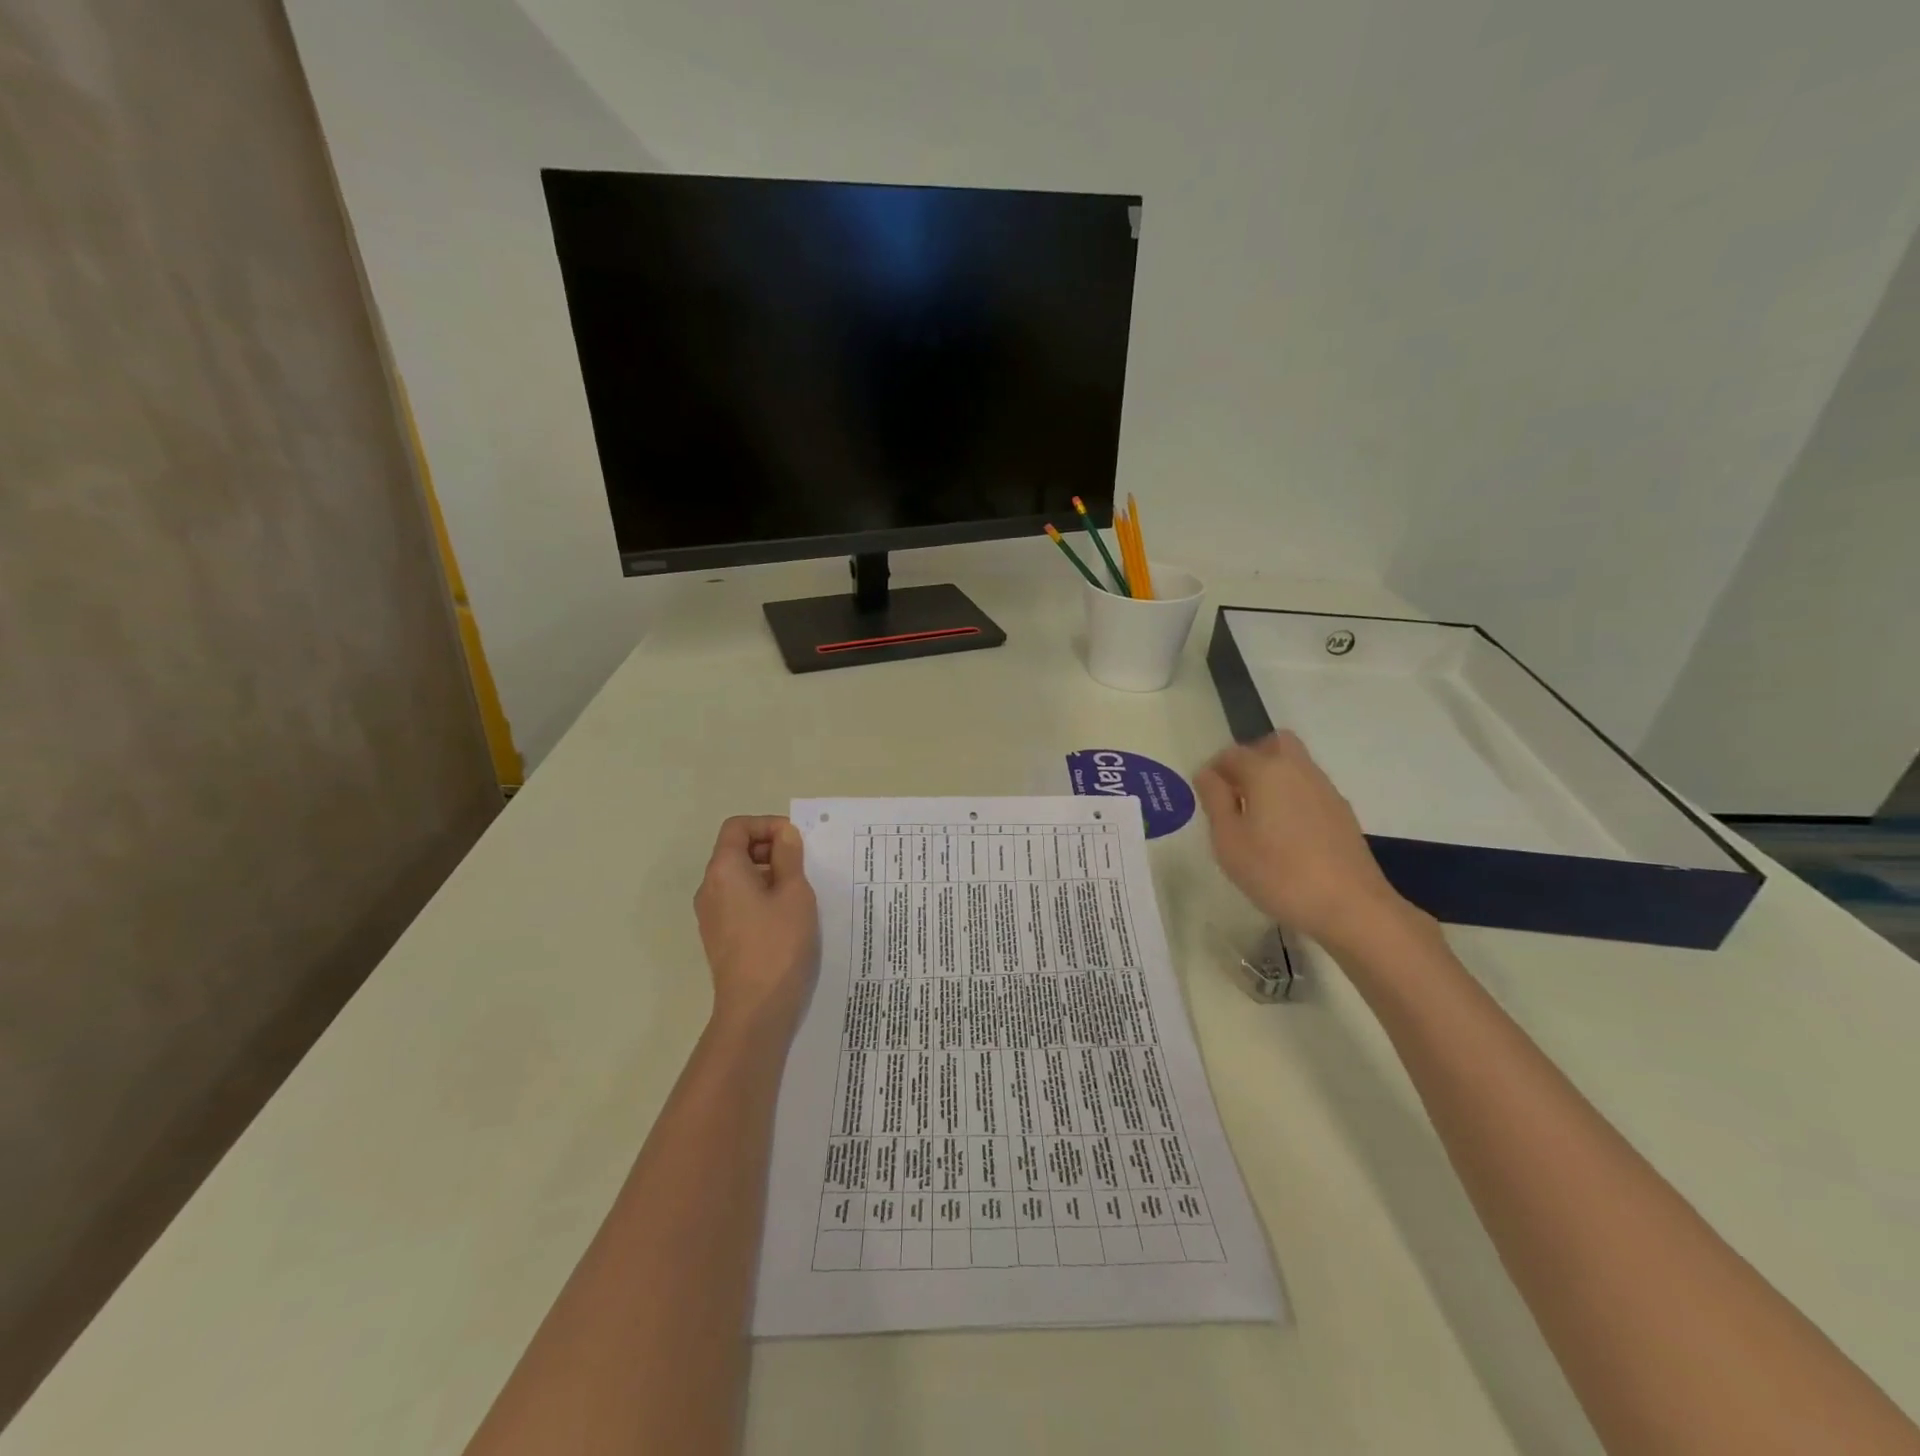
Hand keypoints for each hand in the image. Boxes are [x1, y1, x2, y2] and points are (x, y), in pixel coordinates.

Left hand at [694, 816, 818, 1037]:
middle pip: (735, 851)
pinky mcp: (720, 937)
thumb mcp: (794, 893)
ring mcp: (711, 915)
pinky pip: (739, 901)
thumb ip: (789, 857)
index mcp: (723, 871)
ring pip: (739, 877)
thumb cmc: (778, 944)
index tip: (795, 842)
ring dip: (769, 874)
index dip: (767, 825)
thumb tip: (783, 835)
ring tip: (800, 891)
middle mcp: (709, 889)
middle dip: (770, 849)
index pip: (737, 827)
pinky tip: (787, 916)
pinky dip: (761, 896)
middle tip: (803, 865)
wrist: (756, 1009)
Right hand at [1195, 732, 1420, 949]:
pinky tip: (1285, 836)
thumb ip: (1214, 800)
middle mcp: (1298, 770)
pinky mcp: (1342, 814)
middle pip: (1274, 744)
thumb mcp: (1228, 840)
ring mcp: (1326, 790)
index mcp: (1266, 771)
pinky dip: (1292, 798)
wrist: (1350, 907)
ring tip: (1258, 819)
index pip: (1232, 754)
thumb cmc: (1277, 872)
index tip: (1205, 796)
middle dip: (1251, 759)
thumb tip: (1207, 774)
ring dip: (1273, 779)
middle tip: (1235, 794)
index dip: (1213, 770)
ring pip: (1294, 766)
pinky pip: (1309, 790)